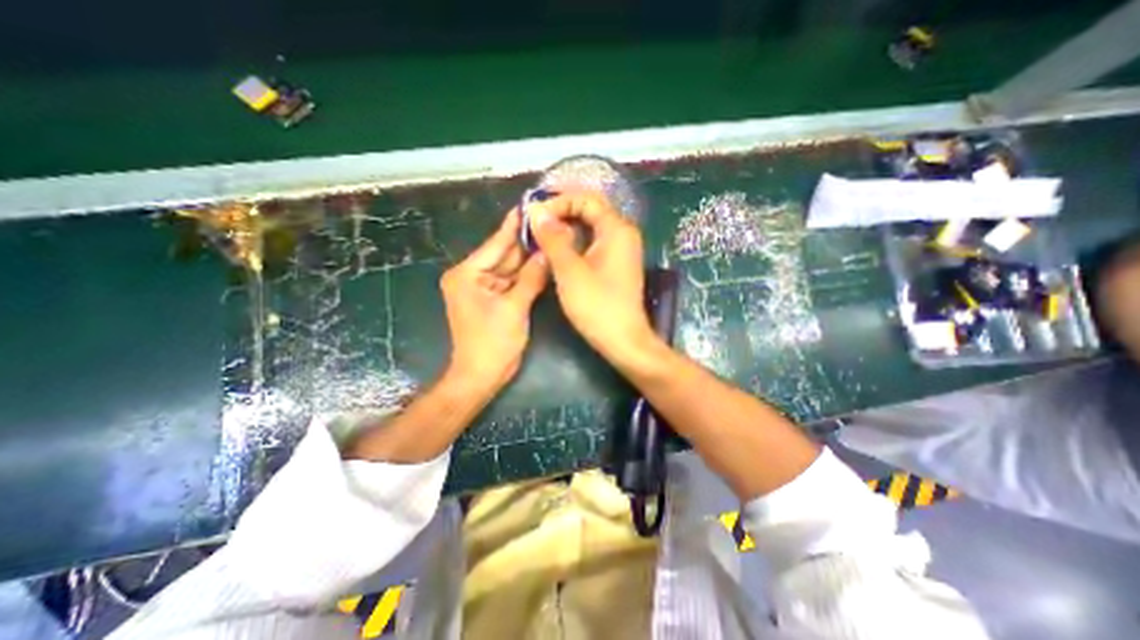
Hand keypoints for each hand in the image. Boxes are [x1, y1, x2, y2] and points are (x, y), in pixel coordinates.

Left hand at [440, 210, 547, 389]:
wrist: (481, 376)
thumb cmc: (492, 343)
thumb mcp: (514, 307)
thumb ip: (532, 277)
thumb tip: (548, 253)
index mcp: (467, 274)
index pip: (496, 244)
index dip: (514, 226)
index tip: (529, 205)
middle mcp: (471, 277)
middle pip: (503, 255)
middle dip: (525, 242)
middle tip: (548, 223)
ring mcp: (482, 289)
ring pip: (510, 268)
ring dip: (528, 258)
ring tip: (550, 239)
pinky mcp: (492, 300)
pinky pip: (512, 282)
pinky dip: (526, 275)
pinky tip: (544, 262)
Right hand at [526, 190, 654, 363]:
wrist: (623, 340)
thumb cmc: (597, 306)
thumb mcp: (569, 271)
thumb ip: (552, 238)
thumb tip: (535, 210)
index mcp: (616, 229)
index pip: (586, 199)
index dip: (558, 201)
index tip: (535, 214)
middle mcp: (623, 234)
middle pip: (590, 210)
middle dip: (561, 212)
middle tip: (534, 222)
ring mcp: (621, 250)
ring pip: (590, 228)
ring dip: (566, 228)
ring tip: (540, 235)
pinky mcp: (616, 265)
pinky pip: (593, 243)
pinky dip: (574, 243)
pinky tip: (557, 251)